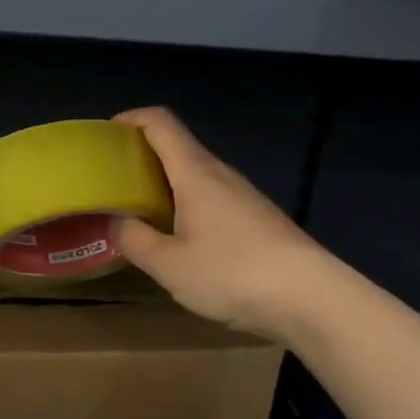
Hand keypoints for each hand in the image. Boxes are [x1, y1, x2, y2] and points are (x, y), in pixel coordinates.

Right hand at [112, 106, 334, 341]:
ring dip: (164, 184)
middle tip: (113, 181)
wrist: (314, 299)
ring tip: (140, 211)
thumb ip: (135, 240)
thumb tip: (117, 222)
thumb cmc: (234, 273)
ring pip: (195, 176)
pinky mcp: (257, 219)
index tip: (106, 135)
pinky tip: (180, 238)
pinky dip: (186, 204)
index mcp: (195, 173)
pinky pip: (212, 198)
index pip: (161, 123)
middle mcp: (220, 175)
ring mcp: (244, 197)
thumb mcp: (170, 265)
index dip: (131, 119)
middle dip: (141, 156)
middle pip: (177, 147)